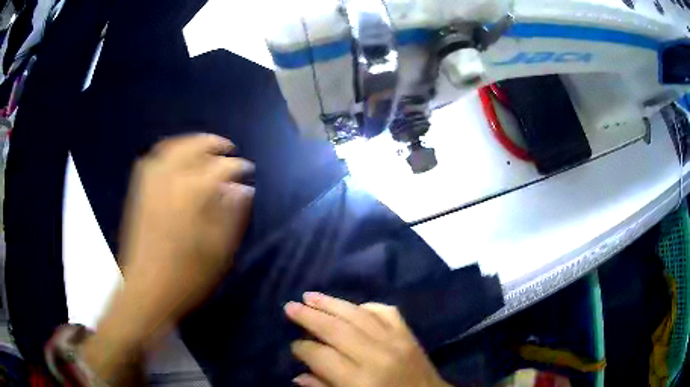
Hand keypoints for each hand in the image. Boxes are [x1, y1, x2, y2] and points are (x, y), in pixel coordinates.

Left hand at [120, 134, 253, 331]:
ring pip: (173, 147)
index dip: (238, 167)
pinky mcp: (140, 191)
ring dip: (191, 142)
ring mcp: (151, 183)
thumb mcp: (218, 251)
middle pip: (194, 146)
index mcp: (192, 194)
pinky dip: (169, 151)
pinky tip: (176, 158)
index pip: (221, 168)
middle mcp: (170, 179)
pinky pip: (154, 158)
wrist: (147, 290)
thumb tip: (243, 190)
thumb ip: (232, 215)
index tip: (248, 171)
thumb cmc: (186, 276)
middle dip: (214, 143)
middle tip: (229, 149)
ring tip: (205, 148)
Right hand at [284, 293, 450, 386]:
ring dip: (331, 303)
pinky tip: (351, 306)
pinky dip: (366, 306)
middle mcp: (377, 356)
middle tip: (289, 306)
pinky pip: (385, 311)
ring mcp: (396, 341)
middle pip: (337, 329)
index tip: (294, 345)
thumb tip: (298, 376)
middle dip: (309, 316)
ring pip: (358, 314)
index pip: (322, 356)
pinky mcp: (409, 334)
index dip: (303, 348)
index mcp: (361, 381)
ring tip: (309, 296)